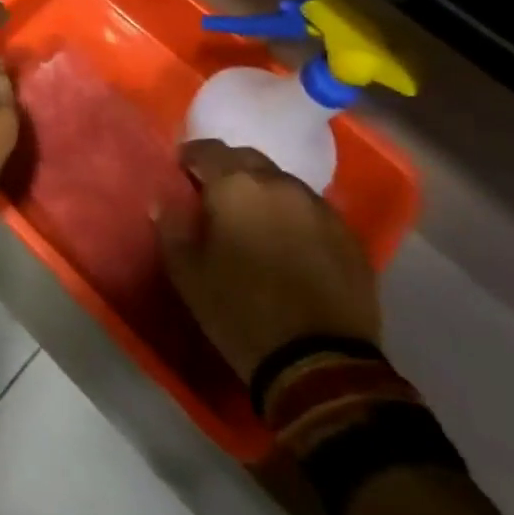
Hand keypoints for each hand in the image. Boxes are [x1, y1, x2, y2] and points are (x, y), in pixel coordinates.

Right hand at [156, 140, 380, 382]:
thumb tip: (164, 201)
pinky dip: (294, 217)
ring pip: (283, 183)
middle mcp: (279, 184)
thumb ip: (171, 226)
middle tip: (216, 198)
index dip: (189, 159)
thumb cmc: (240, 311)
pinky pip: (312, 211)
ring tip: (254, 222)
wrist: (322, 365)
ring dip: (264, 193)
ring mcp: (320, 209)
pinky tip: (289, 245)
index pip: (206, 149)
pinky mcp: (349, 238)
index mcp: (235, 185)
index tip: (181, 176)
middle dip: (228, 170)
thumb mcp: (187, 272)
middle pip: (247, 159)